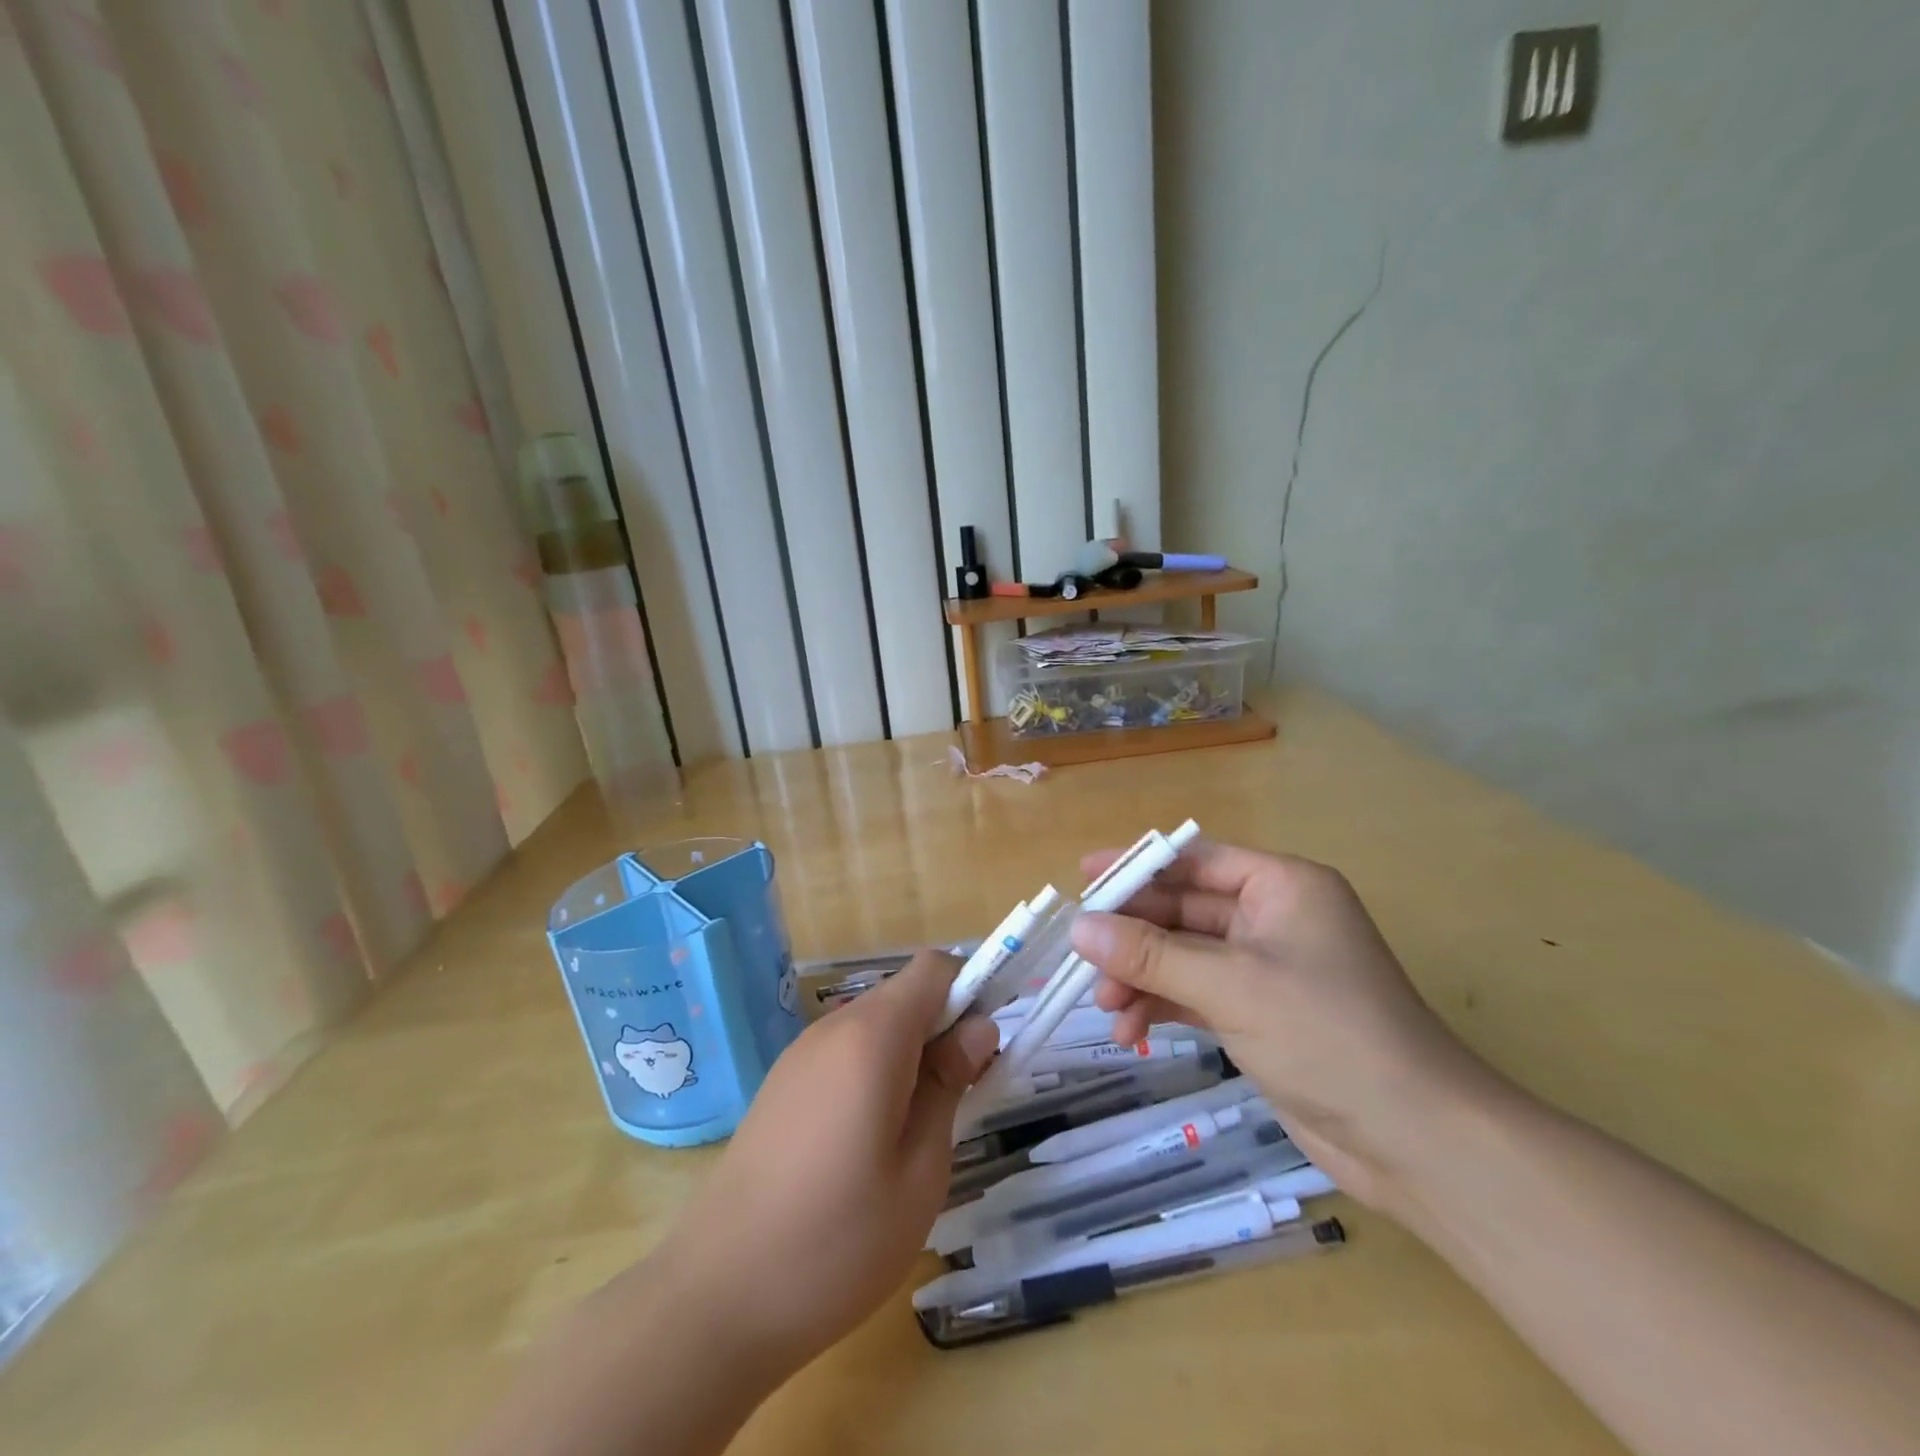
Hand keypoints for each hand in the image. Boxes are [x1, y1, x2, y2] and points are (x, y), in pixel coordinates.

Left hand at [651, 950, 998, 1377]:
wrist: (715, 1298)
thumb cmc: (837, 1241)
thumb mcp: (921, 1170)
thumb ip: (950, 1085)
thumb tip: (977, 1029)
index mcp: (872, 1036)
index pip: (935, 968)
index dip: (970, 993)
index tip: (984, 1051)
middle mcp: (832, 1028)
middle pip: (905, 996)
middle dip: (943, 1031)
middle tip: (960, 1101)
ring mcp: (800, 1055)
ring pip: (876, 1026)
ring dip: (909, 1057)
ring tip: (915, 1134)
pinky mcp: (781, 1084)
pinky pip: (844, 1054)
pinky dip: (873, 1074)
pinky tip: (867, 1144)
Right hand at [1070, 841, 1494, 1210]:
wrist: (1416, 1141)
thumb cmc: (1328, 1035)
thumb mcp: (1232, 985)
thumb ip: (1152, 953)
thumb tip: (1079, 927)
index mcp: (1282, 886)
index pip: (1196, 860)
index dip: (1138, 866)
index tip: (1085, 877)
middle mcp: (1274, 918)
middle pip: (1184, 910)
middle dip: (1133, 935)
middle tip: (1083, 958)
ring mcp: (1266, 969)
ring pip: (1184, 955)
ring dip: (1142, 975)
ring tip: (1105, 1005)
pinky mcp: (1259, 1014)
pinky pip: (1195, 994)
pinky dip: (1162, 1005)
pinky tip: (1131, 1030)